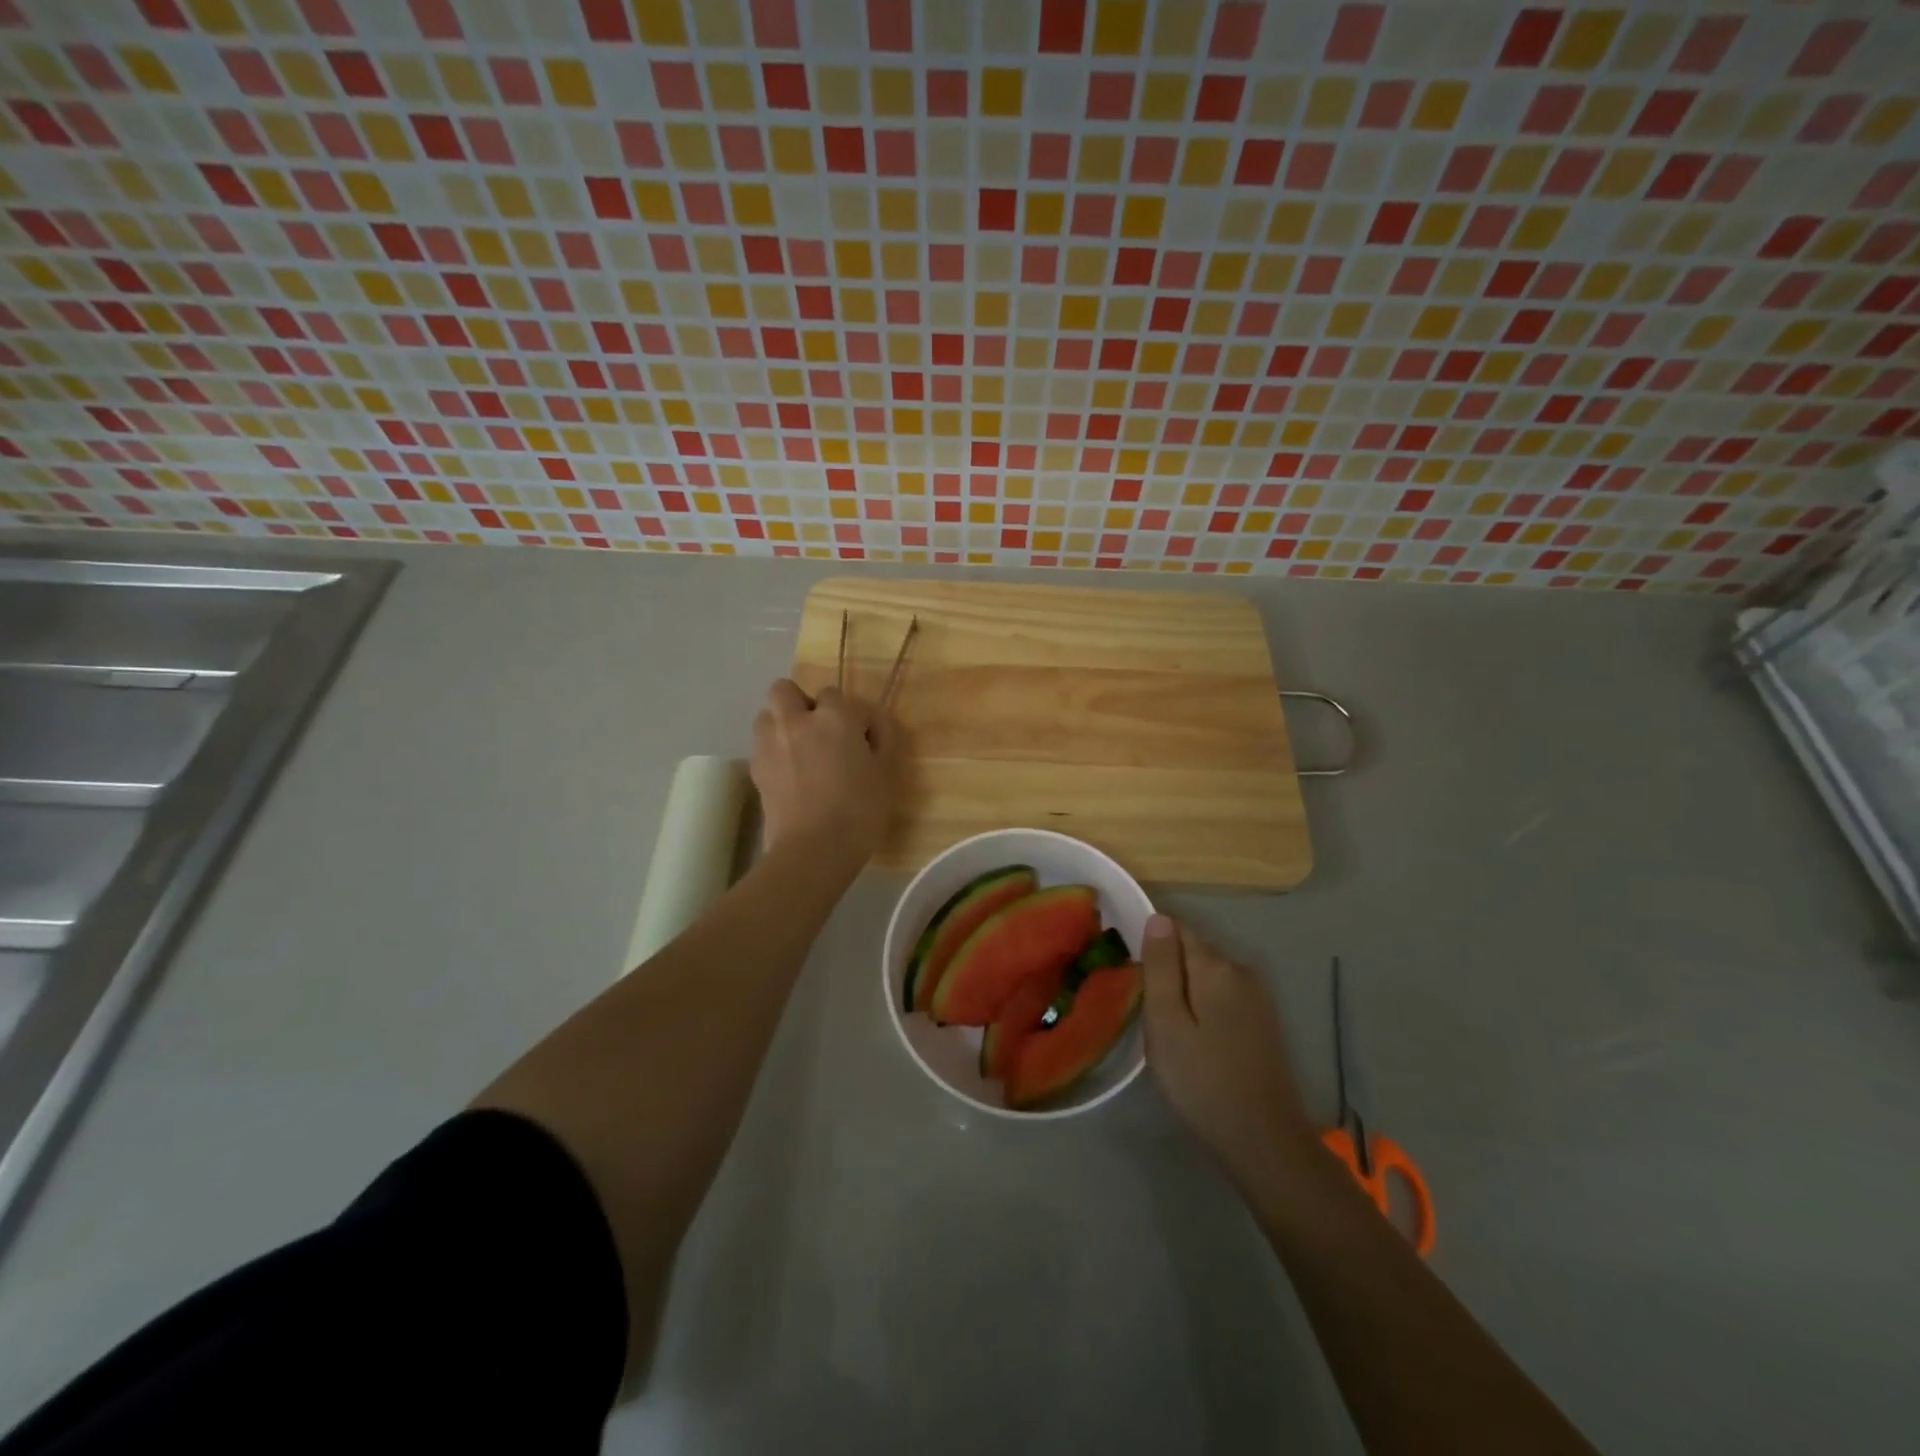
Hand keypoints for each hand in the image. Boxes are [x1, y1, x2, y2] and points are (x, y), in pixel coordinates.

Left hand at [751, 679, 898, 860]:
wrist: (814, 849)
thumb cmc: (859, 810)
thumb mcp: (886, 773)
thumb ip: (882, 739)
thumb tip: (873, 722)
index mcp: (833, 717)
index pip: (832, 693)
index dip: (843, 710)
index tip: (854, 732)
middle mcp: (796, 721)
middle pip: (784, 690)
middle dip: (798, 702)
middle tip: (817, 730)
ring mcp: (770, 744)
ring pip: (766, 714)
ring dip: (780, 724)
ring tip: (798, 750)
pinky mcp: (755, 770)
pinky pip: (760, 746)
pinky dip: (772, 751)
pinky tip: (788, 775)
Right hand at [1143, 915, 1317, 1204]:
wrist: (1264, 1140)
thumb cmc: (1202, 1079)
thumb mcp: (1166, 1022)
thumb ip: (1160, 966)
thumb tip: (1158, 918)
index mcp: (1215, 966)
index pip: (1176, 928)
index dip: (1151, 944)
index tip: (1135, 977)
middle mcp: (1241, 970)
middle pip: (1193, 952)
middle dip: (1168, 970)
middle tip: (1148, 1014)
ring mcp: (1258, 997)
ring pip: (1208, 977)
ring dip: (1186, 992)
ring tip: (1169, 1032)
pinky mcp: (1264, 1022)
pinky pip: (1223, 998)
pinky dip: (1205, 1009)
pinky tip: (1196, 1042)